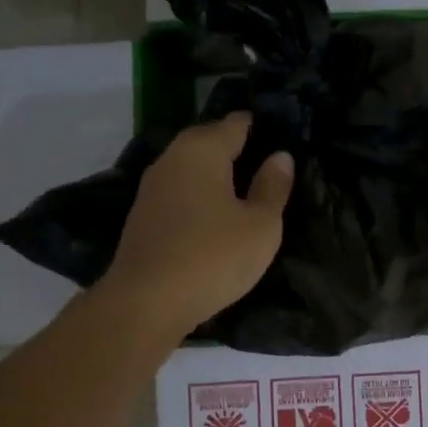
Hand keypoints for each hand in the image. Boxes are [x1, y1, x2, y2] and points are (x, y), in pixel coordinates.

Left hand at [97, 112, 293, 339]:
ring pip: (192, 167)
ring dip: (217, 174)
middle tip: (270, 168)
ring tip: (247, 193)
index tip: (284, 140)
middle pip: (210, 140)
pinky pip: (180, 191)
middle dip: (238, 149)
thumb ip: (272, 187)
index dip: (262, 127)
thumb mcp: (260, 225)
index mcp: (202, 149)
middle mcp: (172, 158)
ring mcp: (152, 187)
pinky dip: (200, 195)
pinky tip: (216, 216)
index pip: (236, 123)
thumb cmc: (212, 257)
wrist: (145, 303)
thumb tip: (280, 156)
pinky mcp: (143, 215)